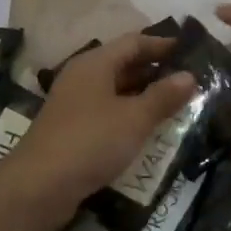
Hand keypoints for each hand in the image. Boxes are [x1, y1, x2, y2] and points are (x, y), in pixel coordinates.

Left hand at [0, 31, 196, 230]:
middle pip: (124, 64)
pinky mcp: (72, 129)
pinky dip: (130, 114)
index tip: (191, 51)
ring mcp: (75, 103)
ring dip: (144, 94)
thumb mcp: (135, 118)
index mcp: (95, 63)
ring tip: (177, 103)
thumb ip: (163, 96)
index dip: (163, 44)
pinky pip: (108, 111)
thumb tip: (190, 75)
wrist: (38, 188)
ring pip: (116, 90)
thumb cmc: (91, 141)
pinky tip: (148, 128)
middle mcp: (83, 77)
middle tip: (190, 79)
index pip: (135, 42)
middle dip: (156, 70)